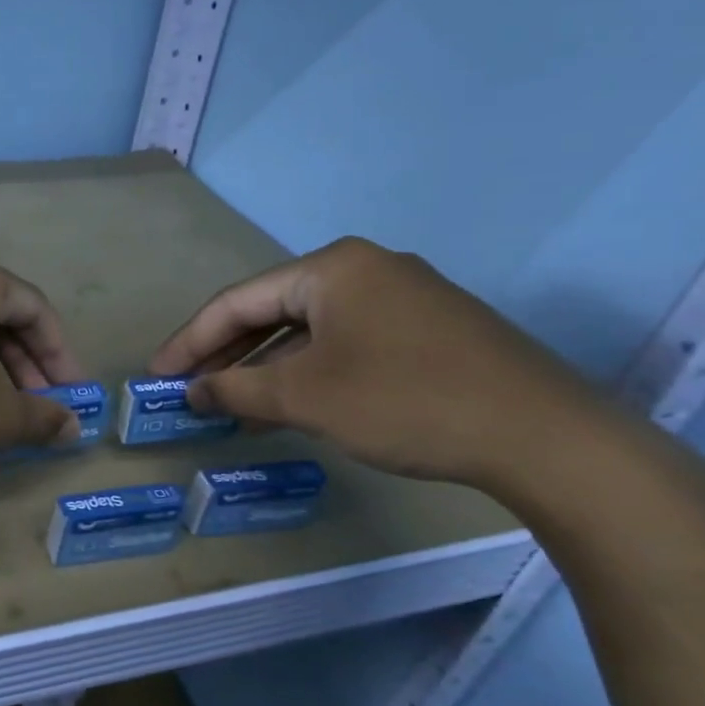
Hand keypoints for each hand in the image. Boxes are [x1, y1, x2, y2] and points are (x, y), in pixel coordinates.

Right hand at [150, 237, 616, 494]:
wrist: (545, 437)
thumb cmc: (405, 402)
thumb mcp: (305, 397)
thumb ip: (236, 389)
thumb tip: (193, 390)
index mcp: (332, 268)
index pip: (238, 301)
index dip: (190, 340)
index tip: (158, 375)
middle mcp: (366, 269)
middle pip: (272, 311)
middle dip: (226, 354)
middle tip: (189, 390)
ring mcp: (403, 298)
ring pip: (309, 331)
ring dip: (265, 368)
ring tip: (230, 406)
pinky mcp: (428, 331)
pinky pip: (345, 344)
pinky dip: (308, 372)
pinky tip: (290, 405)